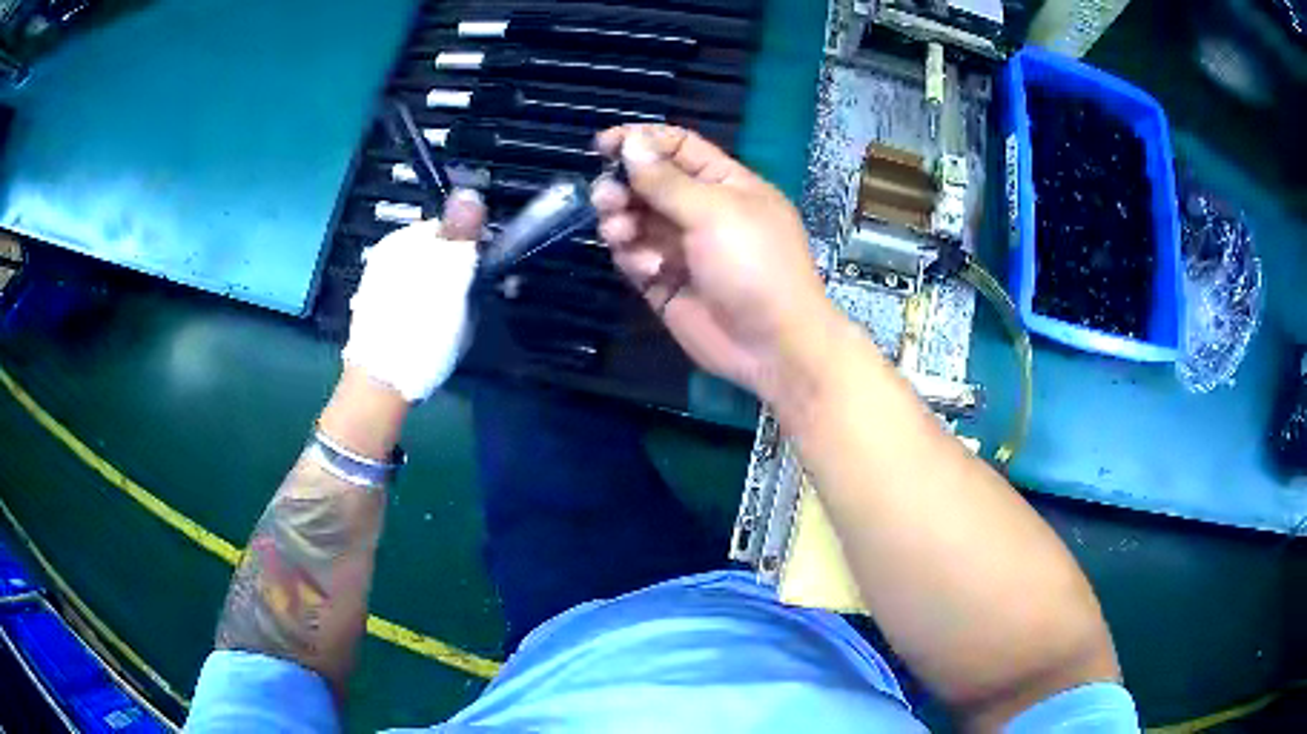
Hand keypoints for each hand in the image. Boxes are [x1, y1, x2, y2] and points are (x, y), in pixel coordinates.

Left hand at [341, 190, 485, 401]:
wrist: (381, 388)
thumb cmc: (421, 332)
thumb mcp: (450, 280)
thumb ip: (461, 235)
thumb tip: (471, 191)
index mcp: (402, 241)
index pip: (450, 228)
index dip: (471, 249)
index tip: (482, 276)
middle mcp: (386, 256)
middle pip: (437, 252)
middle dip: (457, 272)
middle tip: (468, 305)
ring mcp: (378, 284)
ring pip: (426, 277)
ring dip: (444, 293)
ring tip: (450, 325)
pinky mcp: (377, 310)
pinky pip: (412, 298)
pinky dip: (425, 309)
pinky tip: (429, 333)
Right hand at [591, 125, 832, 401]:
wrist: (772, 345)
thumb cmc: (755, 266)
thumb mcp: (715, 213)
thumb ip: (667, 180)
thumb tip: (631, 142)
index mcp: (724, 183)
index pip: (677, 148)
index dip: (641, 141)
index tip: (603, 145)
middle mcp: (700, 210)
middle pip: (647, 183)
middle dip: (622, 186)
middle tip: (607, 198)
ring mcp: (681, 247)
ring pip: (635, 220)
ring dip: (621, 221)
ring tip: (621, 232)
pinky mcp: (664, 281)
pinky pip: (634, 257)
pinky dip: (632, 257)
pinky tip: (648, 269)